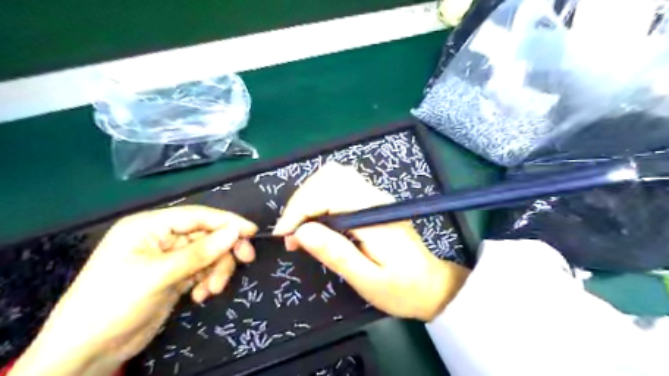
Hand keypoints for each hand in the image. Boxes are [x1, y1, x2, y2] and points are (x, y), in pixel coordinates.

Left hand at [12, 207, 257, 373]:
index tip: (252, 230)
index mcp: (150, 226)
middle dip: (224, 250)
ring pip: (209, 254)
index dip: (227, 221)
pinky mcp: (175, 276)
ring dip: (216, 271)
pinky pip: (203, 270)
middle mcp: (161, 238)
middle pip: (207, 235)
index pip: (197, 216)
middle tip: (246, 260)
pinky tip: (200, 296)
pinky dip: (208, 281)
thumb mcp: (158, 275)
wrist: (87, 352)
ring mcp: (169, 258)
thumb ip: (199, 253)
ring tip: (212, 290)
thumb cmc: (114, 303)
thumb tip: (234, 232)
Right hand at [275, 162, 465, 319]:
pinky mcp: (373, 201)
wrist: (432, 285)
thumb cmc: (402, 288)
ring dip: (309, 197)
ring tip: (300, 227)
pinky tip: (316, 221)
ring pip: (334, 176)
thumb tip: (301, 232)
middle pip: (329, 176)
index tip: (284, 235)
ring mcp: (375, 196)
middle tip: (291, 233)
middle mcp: (374, 197)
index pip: (328, 193)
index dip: (299, 209)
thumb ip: (336, 254)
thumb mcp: (367, 280)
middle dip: (301, 200)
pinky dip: (320, 198)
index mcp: (373, 215)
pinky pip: (340, 186)